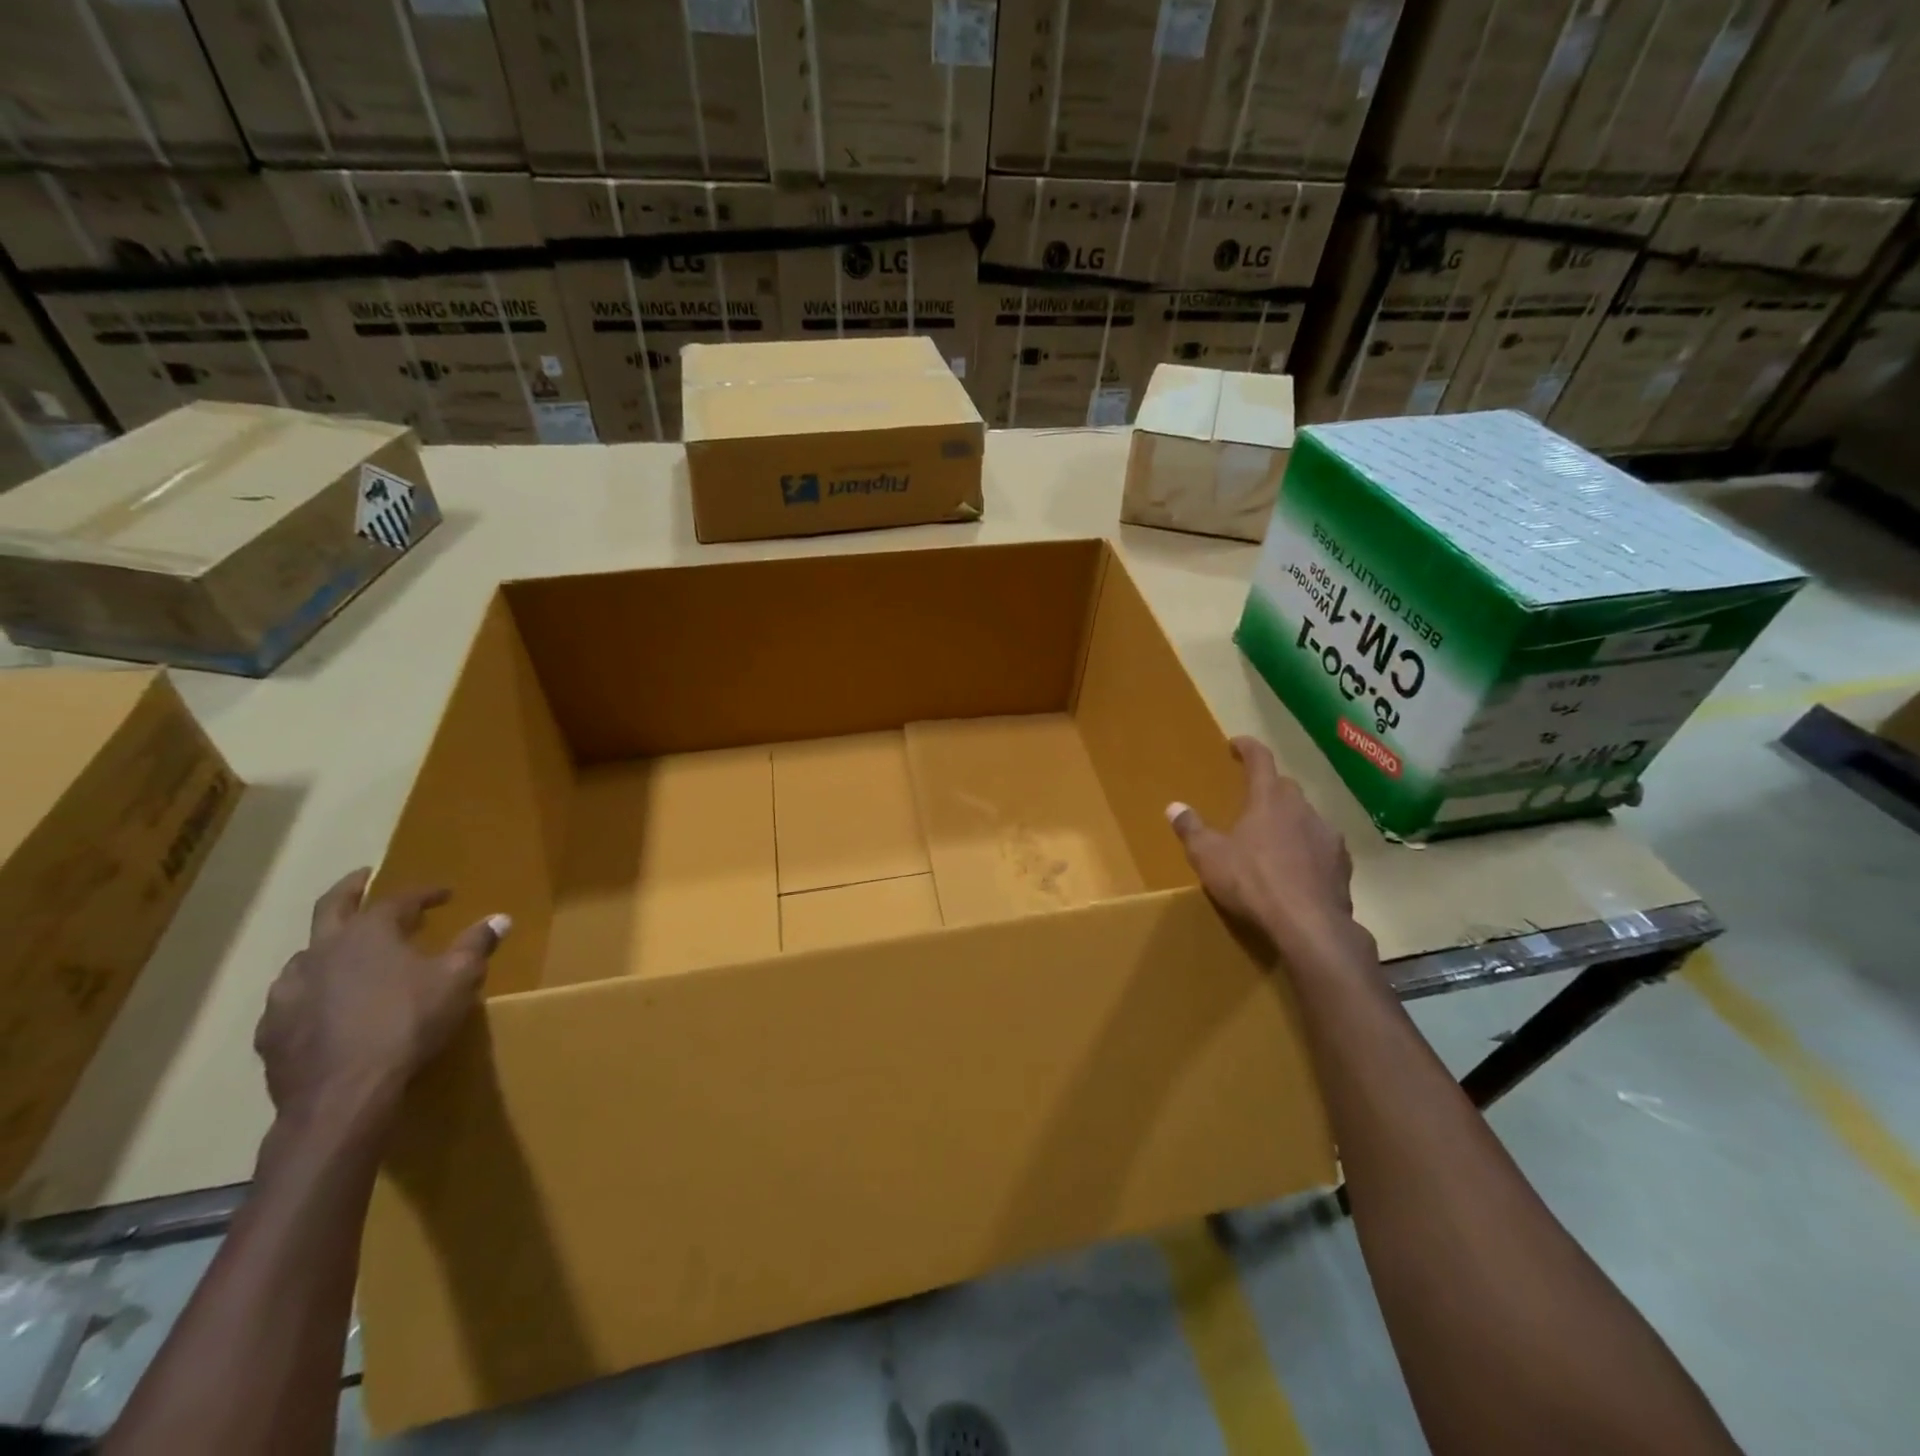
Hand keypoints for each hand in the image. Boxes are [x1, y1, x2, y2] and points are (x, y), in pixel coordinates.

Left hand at [254, 869, 508, 1130]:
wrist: (343, 1094)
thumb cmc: (408, 1024)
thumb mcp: (458, 980)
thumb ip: (476, 945)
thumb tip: (500, 918)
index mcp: (367, 933)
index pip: (398, 899)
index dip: (424, 893)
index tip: (445, 894)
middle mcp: (321, 952)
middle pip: (331, 908)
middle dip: (350, 889)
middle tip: (363, 878)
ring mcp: (289, 991)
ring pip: (305, 956)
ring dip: (327, 947)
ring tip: (345, 953)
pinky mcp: (271, 1030)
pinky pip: (291, 1000)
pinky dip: (311, 992)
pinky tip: (324, 1006)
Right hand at [1167, 736, 1375, 972]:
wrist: (1308, 925)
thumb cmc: (1252, 882)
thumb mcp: (1208, 856)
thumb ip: (1191, 829)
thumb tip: (1174, 807)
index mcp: (1268, 799)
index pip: (1260, 760)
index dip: (1248, 748)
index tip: (1237, 743)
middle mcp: (1302, 809)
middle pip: (1285, 788)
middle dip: (1268, 788)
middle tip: (1251, 799)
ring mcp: (1327, 836)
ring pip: (1306, 817)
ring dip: (1289, 821)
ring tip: (1272, 839)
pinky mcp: (1341, 865)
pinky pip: (1320, 846)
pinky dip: (1307, 849)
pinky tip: (1297, 868)